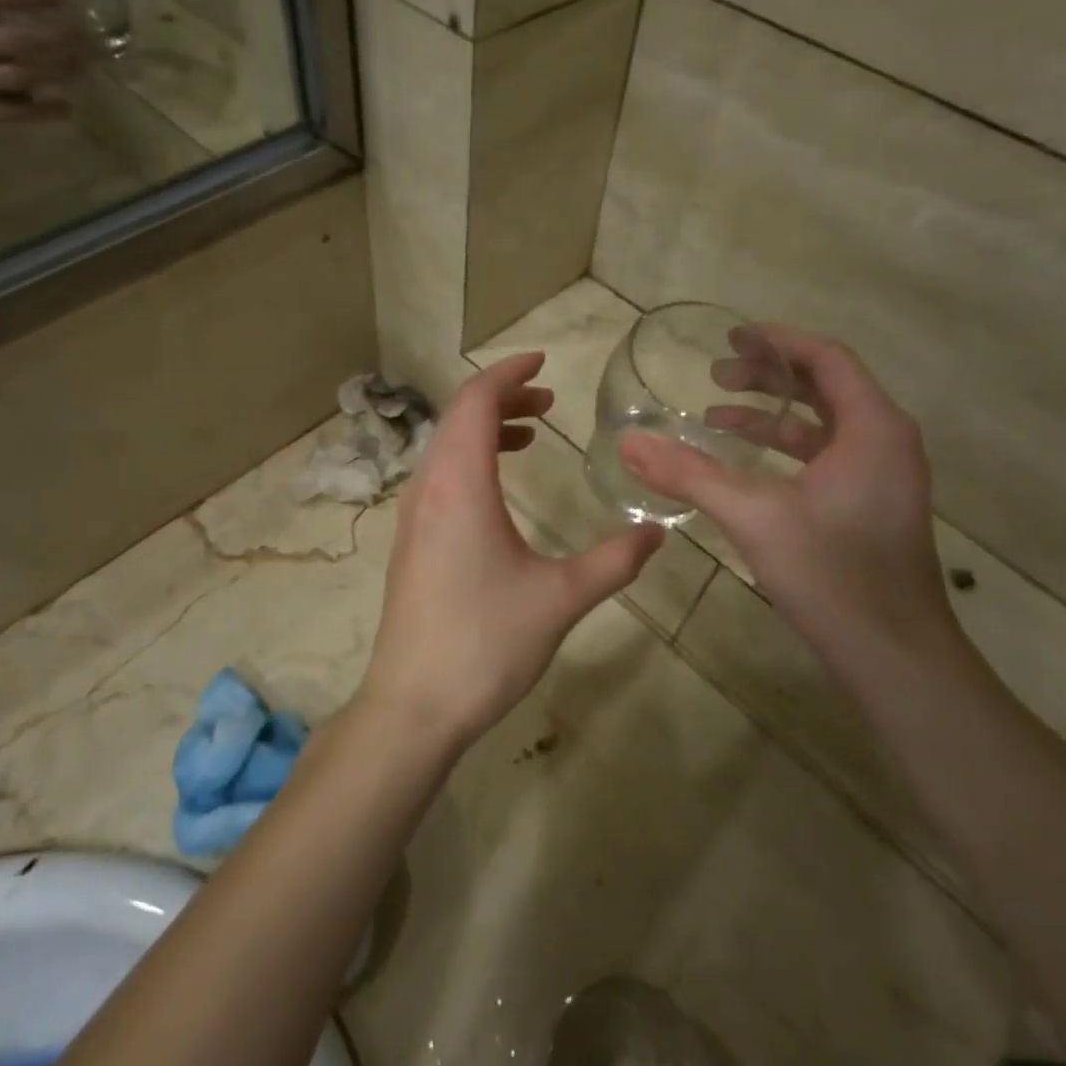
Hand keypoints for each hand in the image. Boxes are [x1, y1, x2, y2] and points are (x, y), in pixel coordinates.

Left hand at [362, 354, 662, 750]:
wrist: (413, 704)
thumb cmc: (486, 643)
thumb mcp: (561, 598)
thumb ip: (615, 560)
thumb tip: (657, 534)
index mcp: (459, 486)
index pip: (476, 402)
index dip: (508, 372)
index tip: (543, 362)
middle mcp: (427, 489)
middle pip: (458, 418)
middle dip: (502, 399)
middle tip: (548, 402)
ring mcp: (411, 517)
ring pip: (444, 449)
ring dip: (485, 431)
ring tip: (530, 437)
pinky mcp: (409, 544)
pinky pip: (437, 479)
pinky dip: (469, 463)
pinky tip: (498, 491)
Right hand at [622, 329, 952, 660]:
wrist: (892, 653)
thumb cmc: (829, 571)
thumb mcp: (751, 515)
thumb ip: (688, 474)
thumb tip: (628, 442)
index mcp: (873, 428)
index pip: (826, 359)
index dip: (777, 341)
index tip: (731, 336)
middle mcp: (887, 443)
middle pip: (827, 387)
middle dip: (769, 377)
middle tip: (716, 375)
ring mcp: (883, 478)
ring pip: (825, 427)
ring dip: (772, 418)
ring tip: (715, 418)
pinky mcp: (871, 507)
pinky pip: (826, 458)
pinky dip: (785, 453)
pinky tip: (745, 470)